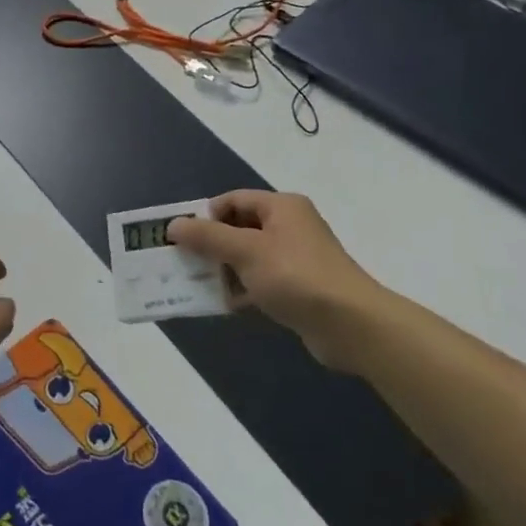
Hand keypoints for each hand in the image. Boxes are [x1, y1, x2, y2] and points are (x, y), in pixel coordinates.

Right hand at [168, 192, 390, 367]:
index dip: (204, 215)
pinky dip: (242, 289)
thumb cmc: (296, 276)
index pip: (232, 200)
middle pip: (238, 228)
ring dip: (223, 269)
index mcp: (281, 207)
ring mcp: (295, 258)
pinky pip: (260, 281)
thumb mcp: (245, 251)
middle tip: (182, 261)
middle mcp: (289, 226)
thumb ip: (207, 237)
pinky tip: (224, 304)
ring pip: (248, 256)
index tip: (180, 237)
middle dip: (210, 244)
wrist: (351, 325)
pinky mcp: (298, 287)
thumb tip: (173, 225)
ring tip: (197, 284)